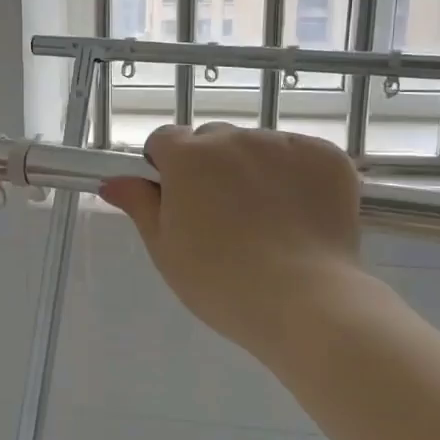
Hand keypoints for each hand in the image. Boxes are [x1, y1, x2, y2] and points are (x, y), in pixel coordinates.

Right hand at [100, 123, 367, 360]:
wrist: (304, 301)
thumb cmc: (219, 281)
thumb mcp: (165, 248)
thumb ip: (139, 205)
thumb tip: (112, 181)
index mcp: (187, 157)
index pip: (165, 139)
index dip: (167, 166)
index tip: (178, 197)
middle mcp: (233, 138)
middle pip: (213, 140)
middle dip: (212, 166)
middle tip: (223, 215)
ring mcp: (283, 144)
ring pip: (259, 146)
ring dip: (255, 168)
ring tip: (268, 219)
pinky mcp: (327, 156)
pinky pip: (301, 155)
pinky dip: (298, 175)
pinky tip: (300, 214)